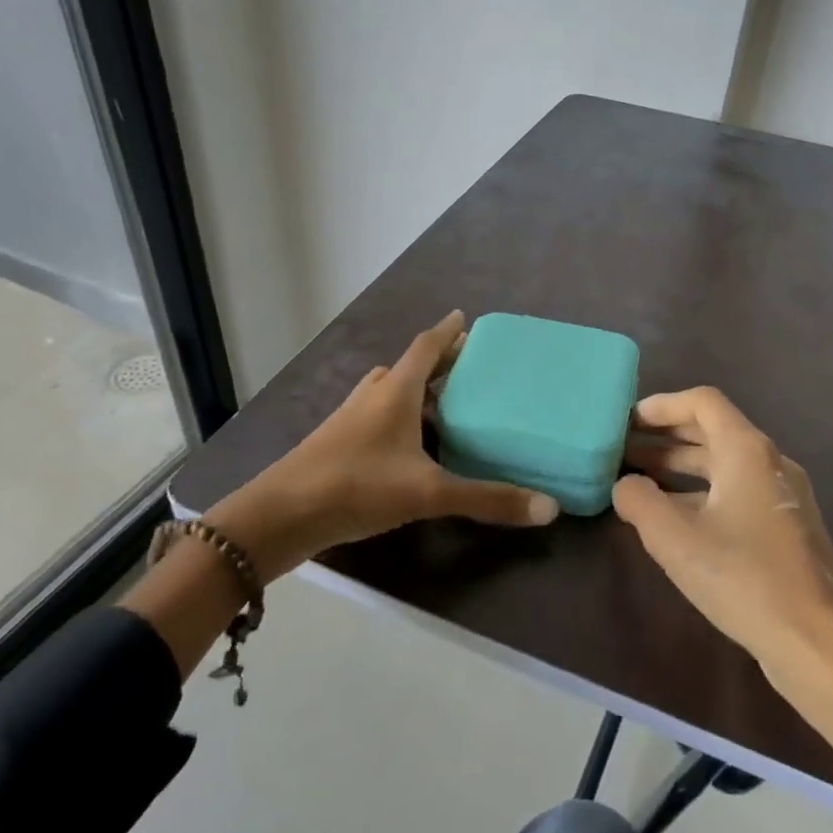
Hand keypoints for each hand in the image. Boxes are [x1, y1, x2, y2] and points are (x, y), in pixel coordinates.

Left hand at [238, 311, 560, 578]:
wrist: (282, 515)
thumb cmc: (357, 486)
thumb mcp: (428, 493)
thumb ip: (487, 499)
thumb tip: (550, 508)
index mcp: (395, 392)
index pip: (425, 348)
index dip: (447, 332)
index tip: (464, 318)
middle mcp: (372, 397)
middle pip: (409, 367)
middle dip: (438, 362)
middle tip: (468, 365)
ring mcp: (351, 420)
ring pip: (390, 392)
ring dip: (416, 389)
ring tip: (445, 402)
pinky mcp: (339, 444)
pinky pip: (377, 415)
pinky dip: (400, 416)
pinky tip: (411, 444)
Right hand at [615, 388, 832, 678]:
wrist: (816, 643)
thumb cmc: (743, 578)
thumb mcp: (675, 539)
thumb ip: (639, 501)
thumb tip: (624, 485)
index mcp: (747, 451)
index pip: (703, 402)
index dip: (661, 405)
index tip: (627, 422)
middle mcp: (770, 463)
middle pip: (712, 431)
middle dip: (664, 438)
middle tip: (622, 451)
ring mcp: (782, 496)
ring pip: (723, 465)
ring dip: (679, 467)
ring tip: (638, 482)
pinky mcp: (785, 528)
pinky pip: (736, 492)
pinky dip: (700, 493)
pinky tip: (674, 519)